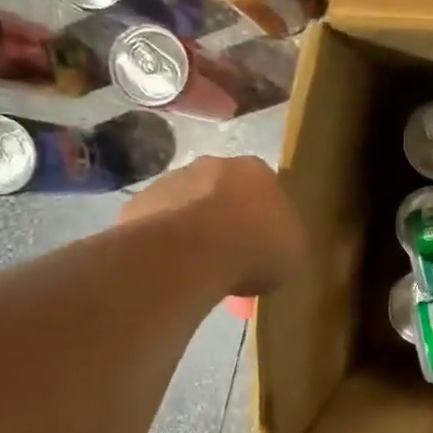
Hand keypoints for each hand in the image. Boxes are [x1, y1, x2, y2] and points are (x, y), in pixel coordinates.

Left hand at [121, 156, 303, 296]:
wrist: (191, 253)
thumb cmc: (255, 248)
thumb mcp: (293, 252)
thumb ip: (285, 239)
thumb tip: (276, 243)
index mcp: (257, 171)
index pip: (265, 188)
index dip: (264, 217)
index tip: (263, 244)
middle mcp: (213, 164)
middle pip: (223, 191)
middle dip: (226, 218)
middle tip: (231, 255)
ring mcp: (172, 180)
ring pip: (187, 205)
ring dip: (193, 228)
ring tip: (199, 267)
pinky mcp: (139, 203)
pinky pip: (158, 225)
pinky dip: (165, 242)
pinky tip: (172, 267)